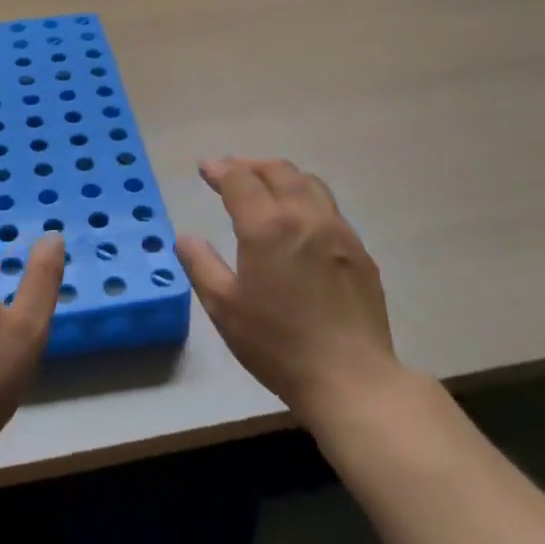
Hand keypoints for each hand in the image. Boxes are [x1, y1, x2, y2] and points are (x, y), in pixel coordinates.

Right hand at [175, 157, 397, 426]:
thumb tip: (185, 237)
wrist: (349, 377)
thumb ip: (201, 265)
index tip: (205, 169)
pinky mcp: (359, 251)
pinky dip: (306, 199)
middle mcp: (306, 216)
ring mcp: (338, 231)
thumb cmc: (277, 344)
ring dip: (282, 177)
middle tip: (231, 171)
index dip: (220, 170)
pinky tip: (300, 222)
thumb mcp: (224, 307)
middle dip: (251, 165)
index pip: (241, 180)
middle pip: (278, 171)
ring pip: (310, 184)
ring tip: (266, 187)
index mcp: (268, 226)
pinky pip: (330, 209)